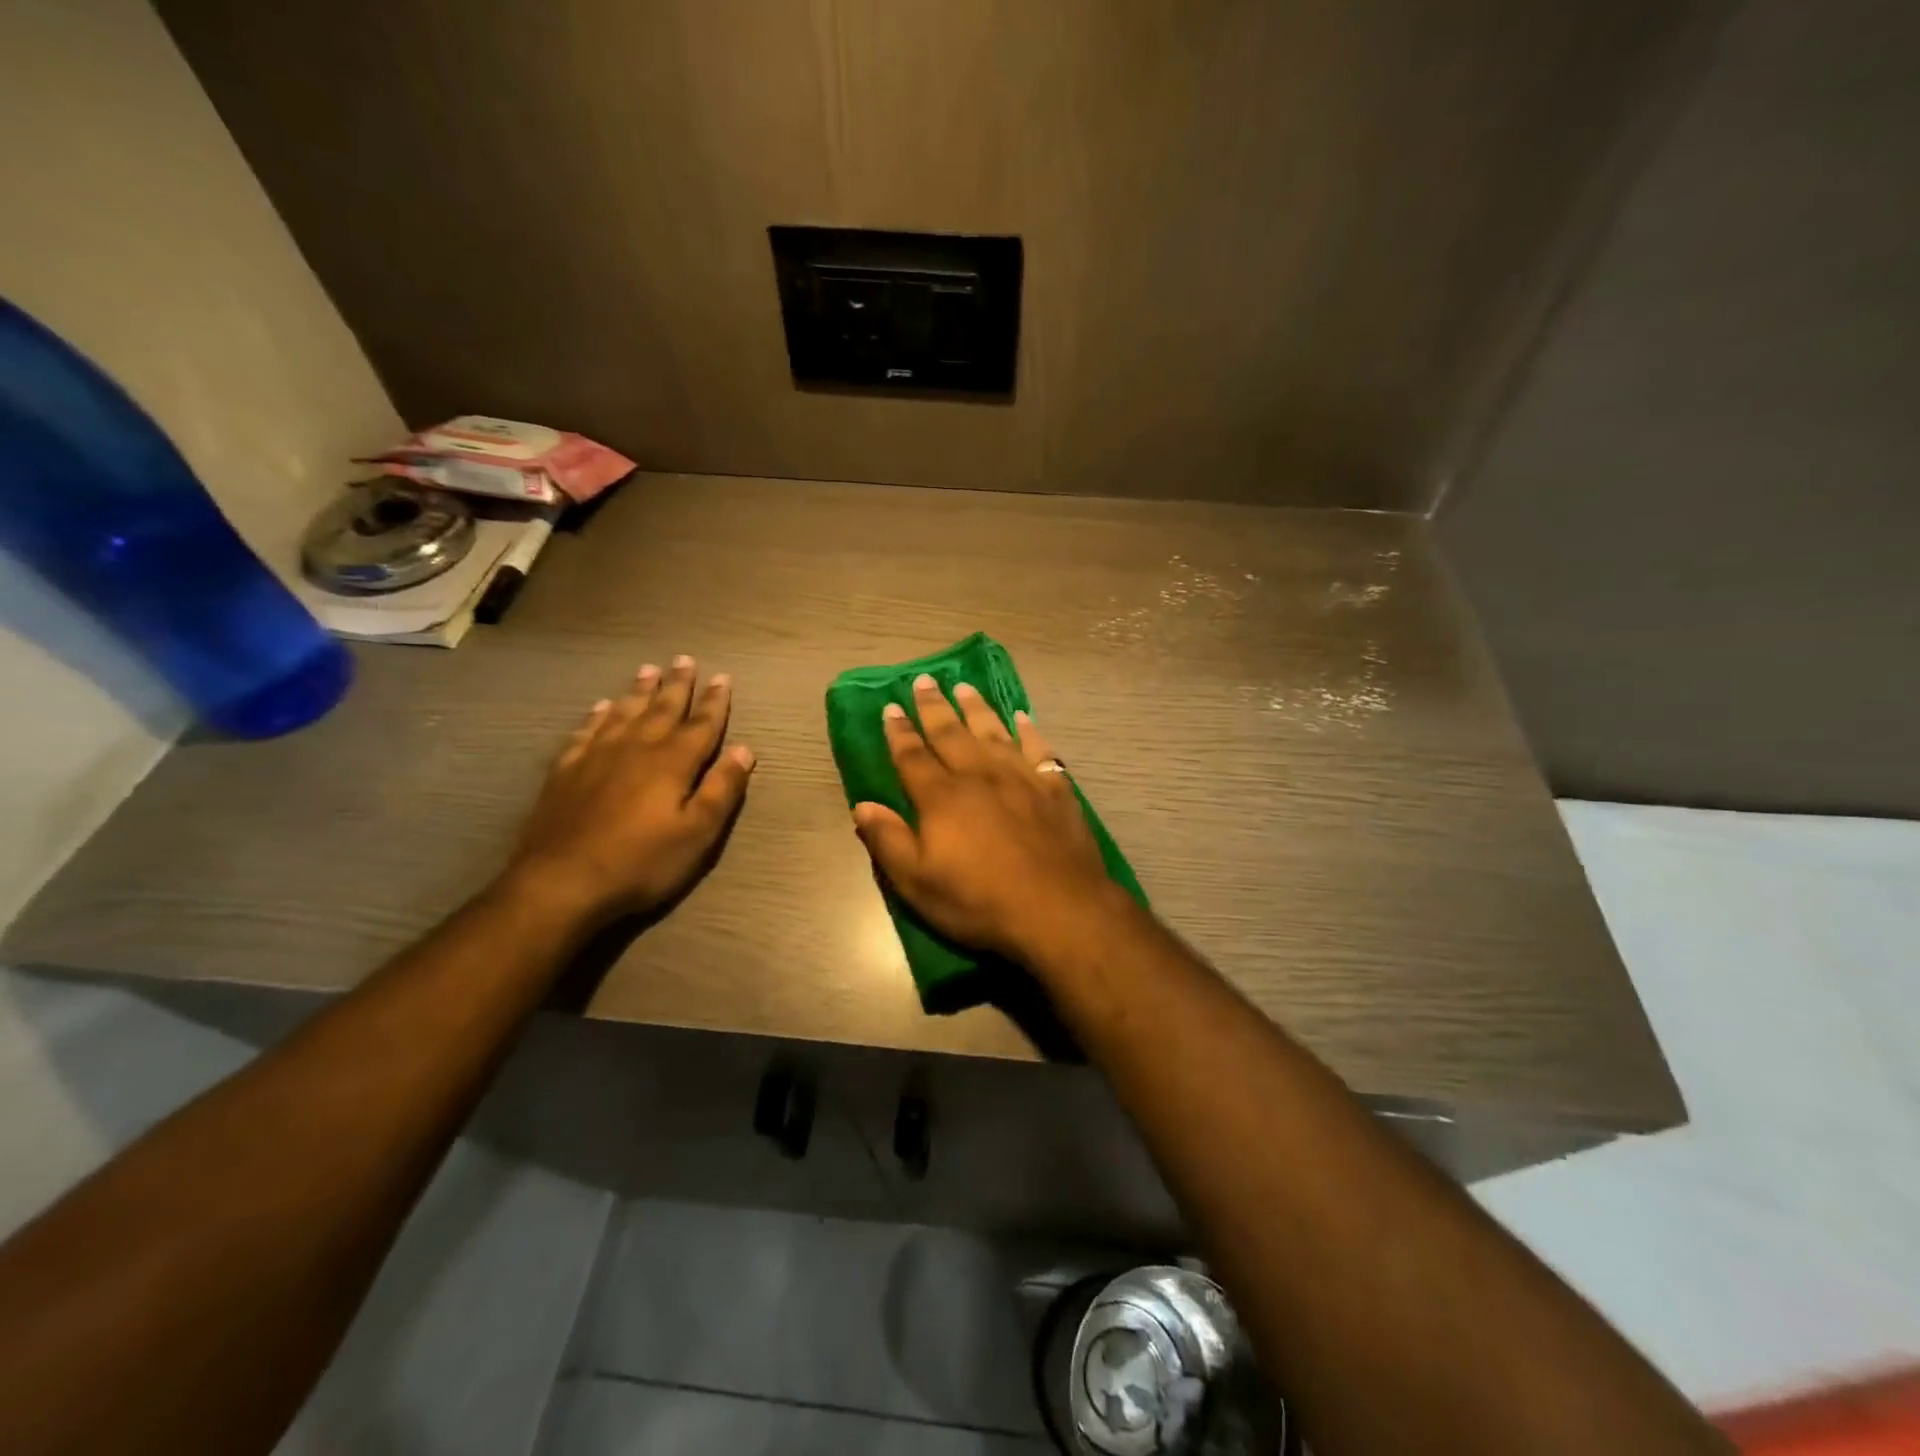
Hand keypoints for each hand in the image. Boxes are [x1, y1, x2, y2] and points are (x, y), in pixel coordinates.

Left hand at [505, 656, 754, 924]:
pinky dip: (597, 715)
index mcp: (673, 763)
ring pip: (623, 712)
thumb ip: (722, 789)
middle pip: (662, 709)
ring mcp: (597, 756)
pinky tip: (600, 707)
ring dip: (639, 691)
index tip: (722, 677)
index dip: (714, 702)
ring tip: (648, 669)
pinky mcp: (566, 771)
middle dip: (677, 685)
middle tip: (684, 659)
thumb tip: (744, 750)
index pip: (701, 724)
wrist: (561, 882)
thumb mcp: (697, 833)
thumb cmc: (641, 862)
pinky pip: (586, 731)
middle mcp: (636, 748)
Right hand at [851, 673, 1119, 959]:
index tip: (890, 707)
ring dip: (977, 708)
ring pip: (993, 732)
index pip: (912, 756)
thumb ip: (888, 841)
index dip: (899, 732)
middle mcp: (979, 776)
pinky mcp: (1055, 788)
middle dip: (934, 707)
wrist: (1058, 909)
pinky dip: (1029, 730)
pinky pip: (1039, 748)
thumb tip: (862, 806)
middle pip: (951, 733)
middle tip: (924, 680)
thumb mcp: (918, 883)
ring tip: (965, 687)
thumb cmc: (979, 901)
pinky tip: (1023, 718)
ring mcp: (1021, 778)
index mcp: (942, 797)